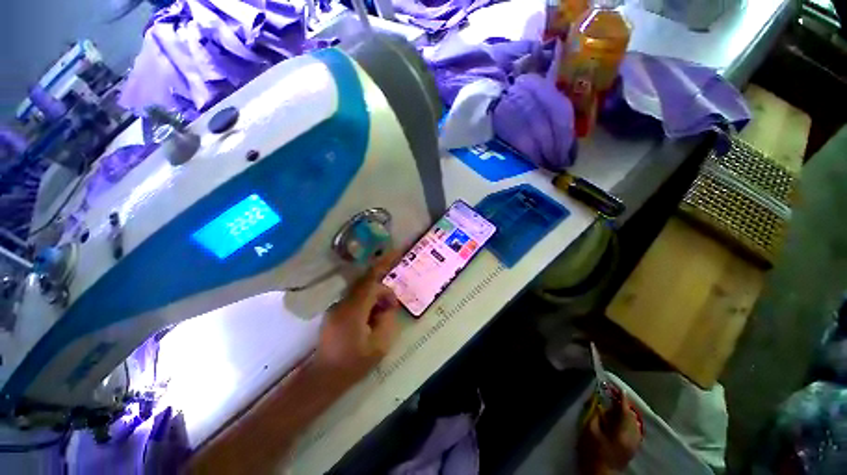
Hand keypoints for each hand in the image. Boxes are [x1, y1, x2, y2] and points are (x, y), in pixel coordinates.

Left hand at [313, 252, 400, 389]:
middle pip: (366, 284)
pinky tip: (371, 318)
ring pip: (361, 291)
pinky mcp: (335, 312)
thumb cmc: (354, 363)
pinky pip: (355, 299)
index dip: (383, 266)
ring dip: (375, 298)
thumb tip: (388, 304)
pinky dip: (367, 303)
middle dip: (382, 291)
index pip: (370, 282)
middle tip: (392, 307)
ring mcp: (336, 307)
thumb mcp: (380, 345)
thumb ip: (388, 319)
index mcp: (353, 310)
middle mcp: (342, 303)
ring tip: (383, 315)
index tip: (396, 255)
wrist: (325, 377)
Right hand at [577, 395, 642, 474]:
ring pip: (634, 424)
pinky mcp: (632, 449)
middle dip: (624, 407)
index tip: (618, 388)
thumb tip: (599, 402)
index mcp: (623, 431)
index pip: (625, 410)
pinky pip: (634, 431)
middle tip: (613, 399)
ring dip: (626, 415)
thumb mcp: (589, 429)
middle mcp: (633, 436)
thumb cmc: (592, 450)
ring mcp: (634, 444)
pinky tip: (619, 423)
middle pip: (632, 417)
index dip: (621, 398)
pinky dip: (628, 424)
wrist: (600, 473)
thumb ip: (596, 414)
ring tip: (615, 409)